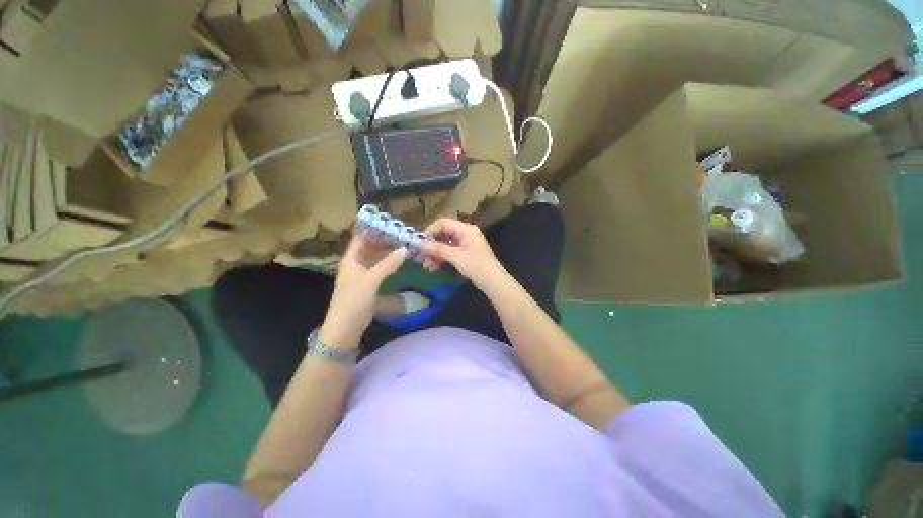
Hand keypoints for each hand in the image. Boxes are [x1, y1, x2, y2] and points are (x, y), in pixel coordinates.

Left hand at [320, 235, 406, 350]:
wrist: (345, 328)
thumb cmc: (353, 301)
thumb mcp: (371, 281)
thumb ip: (387, 264)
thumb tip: (404, 248)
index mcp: (351, 258)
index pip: (361, 237)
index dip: (373, 227)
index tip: (389, 221)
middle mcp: (356, 263)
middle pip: (370, 246)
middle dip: (384, 238)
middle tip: (402, 232)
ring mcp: (362, 273)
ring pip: (376, 257)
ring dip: (387, 250)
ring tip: (404, 243)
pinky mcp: (368, 283)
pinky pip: (379, 268)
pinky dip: (388, 263)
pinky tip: (399, 261)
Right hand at [420, 218, 508, 291]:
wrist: (493, 281)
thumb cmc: (476, 266)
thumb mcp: (456, 257)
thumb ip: (438, 249)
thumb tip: (419, 244)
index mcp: (465, 229)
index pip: (443, 223)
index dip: (430, 231)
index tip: (420, 242)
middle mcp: (465, 233)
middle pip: (443, 234)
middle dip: (431, 245)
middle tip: (420, 256)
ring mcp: (465, 243)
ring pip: (445, 244)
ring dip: (435, 254)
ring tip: (427, 266)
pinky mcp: (465, 253)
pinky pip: (450, 252)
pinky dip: (442, 258)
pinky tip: (434, 267)